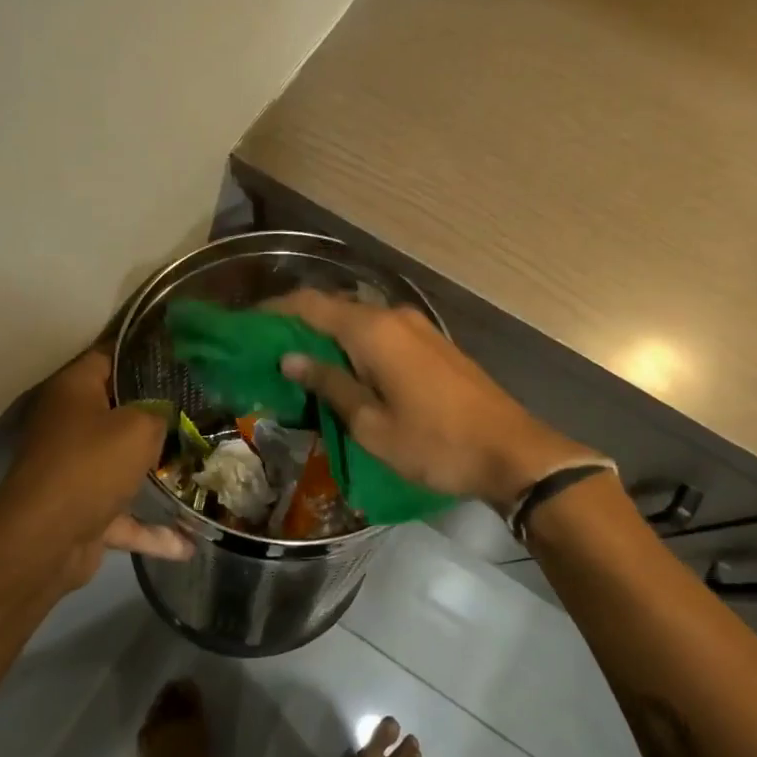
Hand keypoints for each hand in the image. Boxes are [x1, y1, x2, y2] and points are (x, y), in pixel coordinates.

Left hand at [0, 348, 192, 588]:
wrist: (46, 540)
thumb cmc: (92, 465)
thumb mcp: (140, 426)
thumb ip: (160, 413)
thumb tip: (166, 415)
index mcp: (74, 390)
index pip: (110, 356)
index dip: (145, 353)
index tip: (184, 353)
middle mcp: (69, 424)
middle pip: (119, 410)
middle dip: (159, 413)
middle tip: (203, 405)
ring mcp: (74, 470)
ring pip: (122, 464)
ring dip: (156, 473)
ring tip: (201, 466)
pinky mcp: (81, 510)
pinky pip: (124, 515)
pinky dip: (152, 529)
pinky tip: (188, 543)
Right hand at [268, 290, 595, 512]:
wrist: (511, 452)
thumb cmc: (434, 443)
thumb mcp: (371, 424)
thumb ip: (330, 384)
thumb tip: (290, 357)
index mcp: (373, 330)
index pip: (310, 305)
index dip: (274, 310)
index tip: (245, 324)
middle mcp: (394, 317)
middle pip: (335, 308)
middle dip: (298, 323)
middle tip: (266, 349)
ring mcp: (417, 328)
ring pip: (358, 321)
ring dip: (327, 335)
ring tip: (298, 363)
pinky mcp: (432, 344)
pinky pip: (381, 334)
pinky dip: (354, 345)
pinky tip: (342, 369)